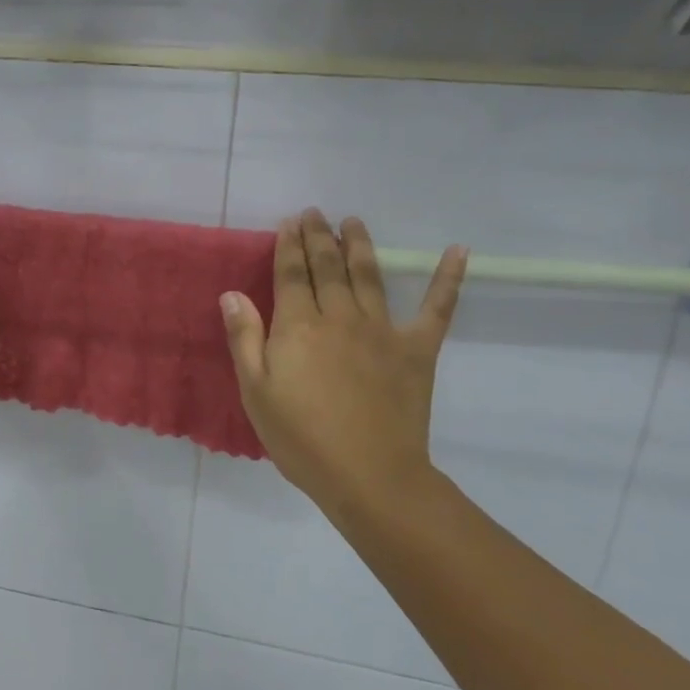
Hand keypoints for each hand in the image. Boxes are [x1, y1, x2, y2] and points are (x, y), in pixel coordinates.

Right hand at [222, 210, 466, 524]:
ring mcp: (383, 330)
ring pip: (369, 275)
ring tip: (353, 222)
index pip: (291, 274)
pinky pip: (437, 308)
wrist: (369, 476)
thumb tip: (231, 294)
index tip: (289, 222)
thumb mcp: (256, 393)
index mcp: (298, 327)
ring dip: (360, 245)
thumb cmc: (301, 439)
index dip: (288, 245)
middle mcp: (340, 317)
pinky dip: (449, 278)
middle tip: (315, 213)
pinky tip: (458, 251)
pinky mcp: (417, 349)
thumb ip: (244, 339)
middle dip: (319, 236)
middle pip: (328, 267)